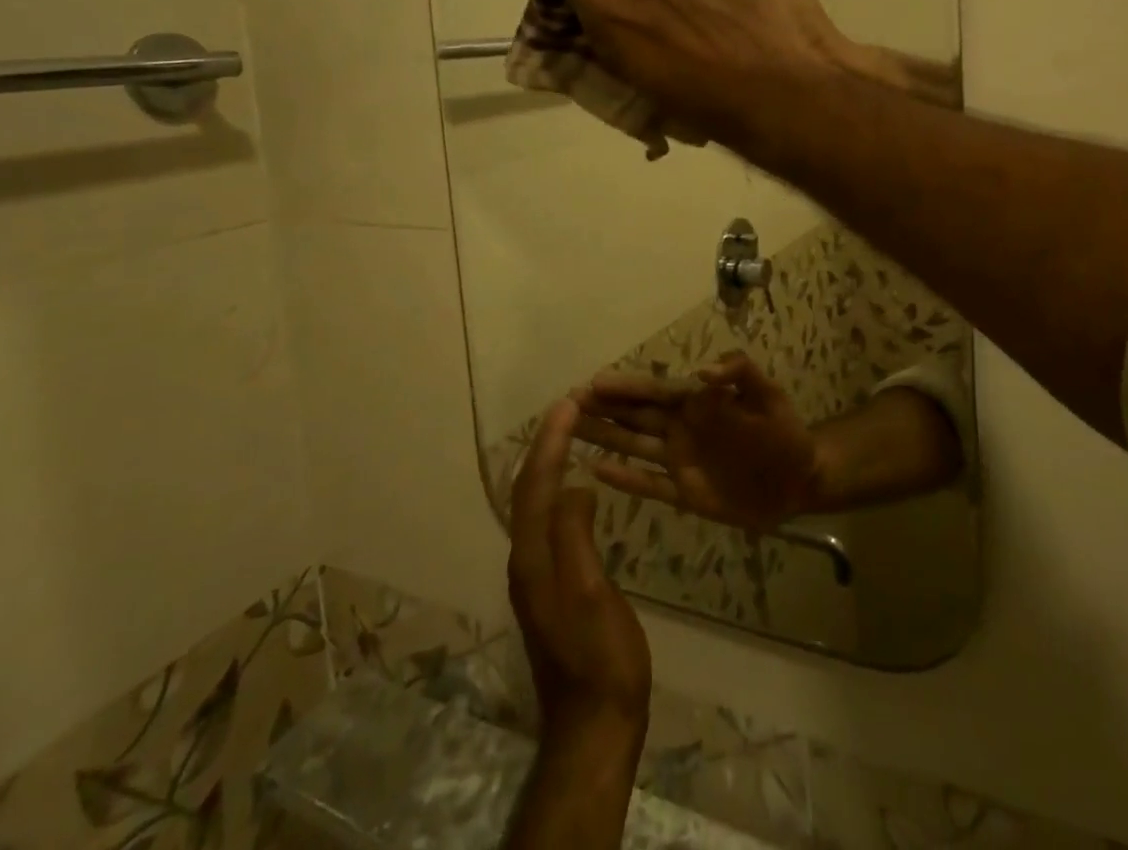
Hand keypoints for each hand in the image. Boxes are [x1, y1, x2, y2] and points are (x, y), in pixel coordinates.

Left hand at [507, 399, 650, 749]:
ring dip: (550, 463)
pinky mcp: (552, 586)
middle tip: (569, 408)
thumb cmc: (600, 656)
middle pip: (529, 491)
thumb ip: (575, 536)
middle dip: (545, 445)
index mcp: (533, 557)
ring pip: (537, 504)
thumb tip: (574, 486)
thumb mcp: (591, 592)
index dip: (550, 442)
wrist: (594, 724)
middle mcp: (527, 560)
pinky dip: (559, 490)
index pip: (536, 485)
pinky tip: (577, 488)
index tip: (568, 403)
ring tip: (571, 433)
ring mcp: (537, 575)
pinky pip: (550, 521)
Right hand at [572, 354, 820, 533]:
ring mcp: (680, 461)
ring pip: (633, 446)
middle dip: (601, 409)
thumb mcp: (769, 396)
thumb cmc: (785, 432)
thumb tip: (704, 371)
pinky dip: (624, 478)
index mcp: (698, 402)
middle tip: (564, 405)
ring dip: (603, 437)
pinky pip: (649, 484)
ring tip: (568, 431)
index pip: (654, 391)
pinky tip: (595, 470)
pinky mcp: (685, 493)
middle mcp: (681, 428)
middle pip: (634, 416)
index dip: (625, 387)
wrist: (800, 480)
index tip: (592, 383)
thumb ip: (741, 374)